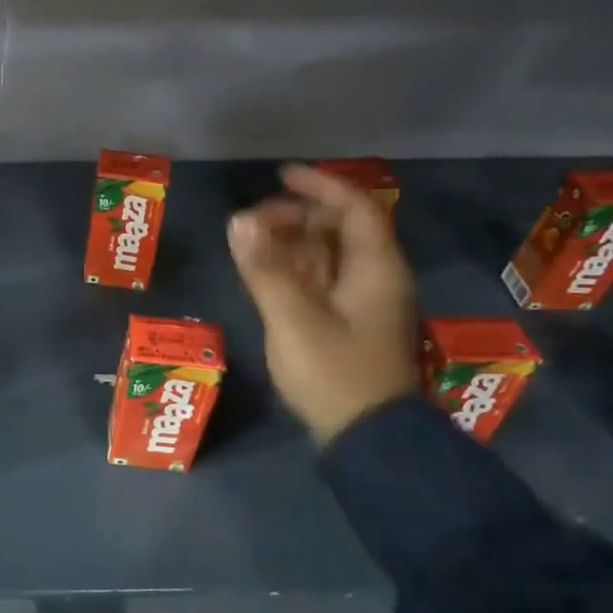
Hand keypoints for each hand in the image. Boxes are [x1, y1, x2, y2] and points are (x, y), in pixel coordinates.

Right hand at [227, 163, 419, 445]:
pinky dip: (291, 267)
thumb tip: (238, 221)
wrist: (366, 437)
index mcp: (375, 268)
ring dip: (289, 242)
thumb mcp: (293, 319)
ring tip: (249, 245)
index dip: (319, 186)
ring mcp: (361, 301)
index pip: (354, 208)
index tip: (280, 175)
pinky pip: (319, 278)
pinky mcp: (346, 322)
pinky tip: (263, 272)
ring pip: (326, 254)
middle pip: (338, 228)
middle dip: (294, 216)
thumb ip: (264, 269)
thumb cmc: (335, 373)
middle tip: (251, 223)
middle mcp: (374, 277)